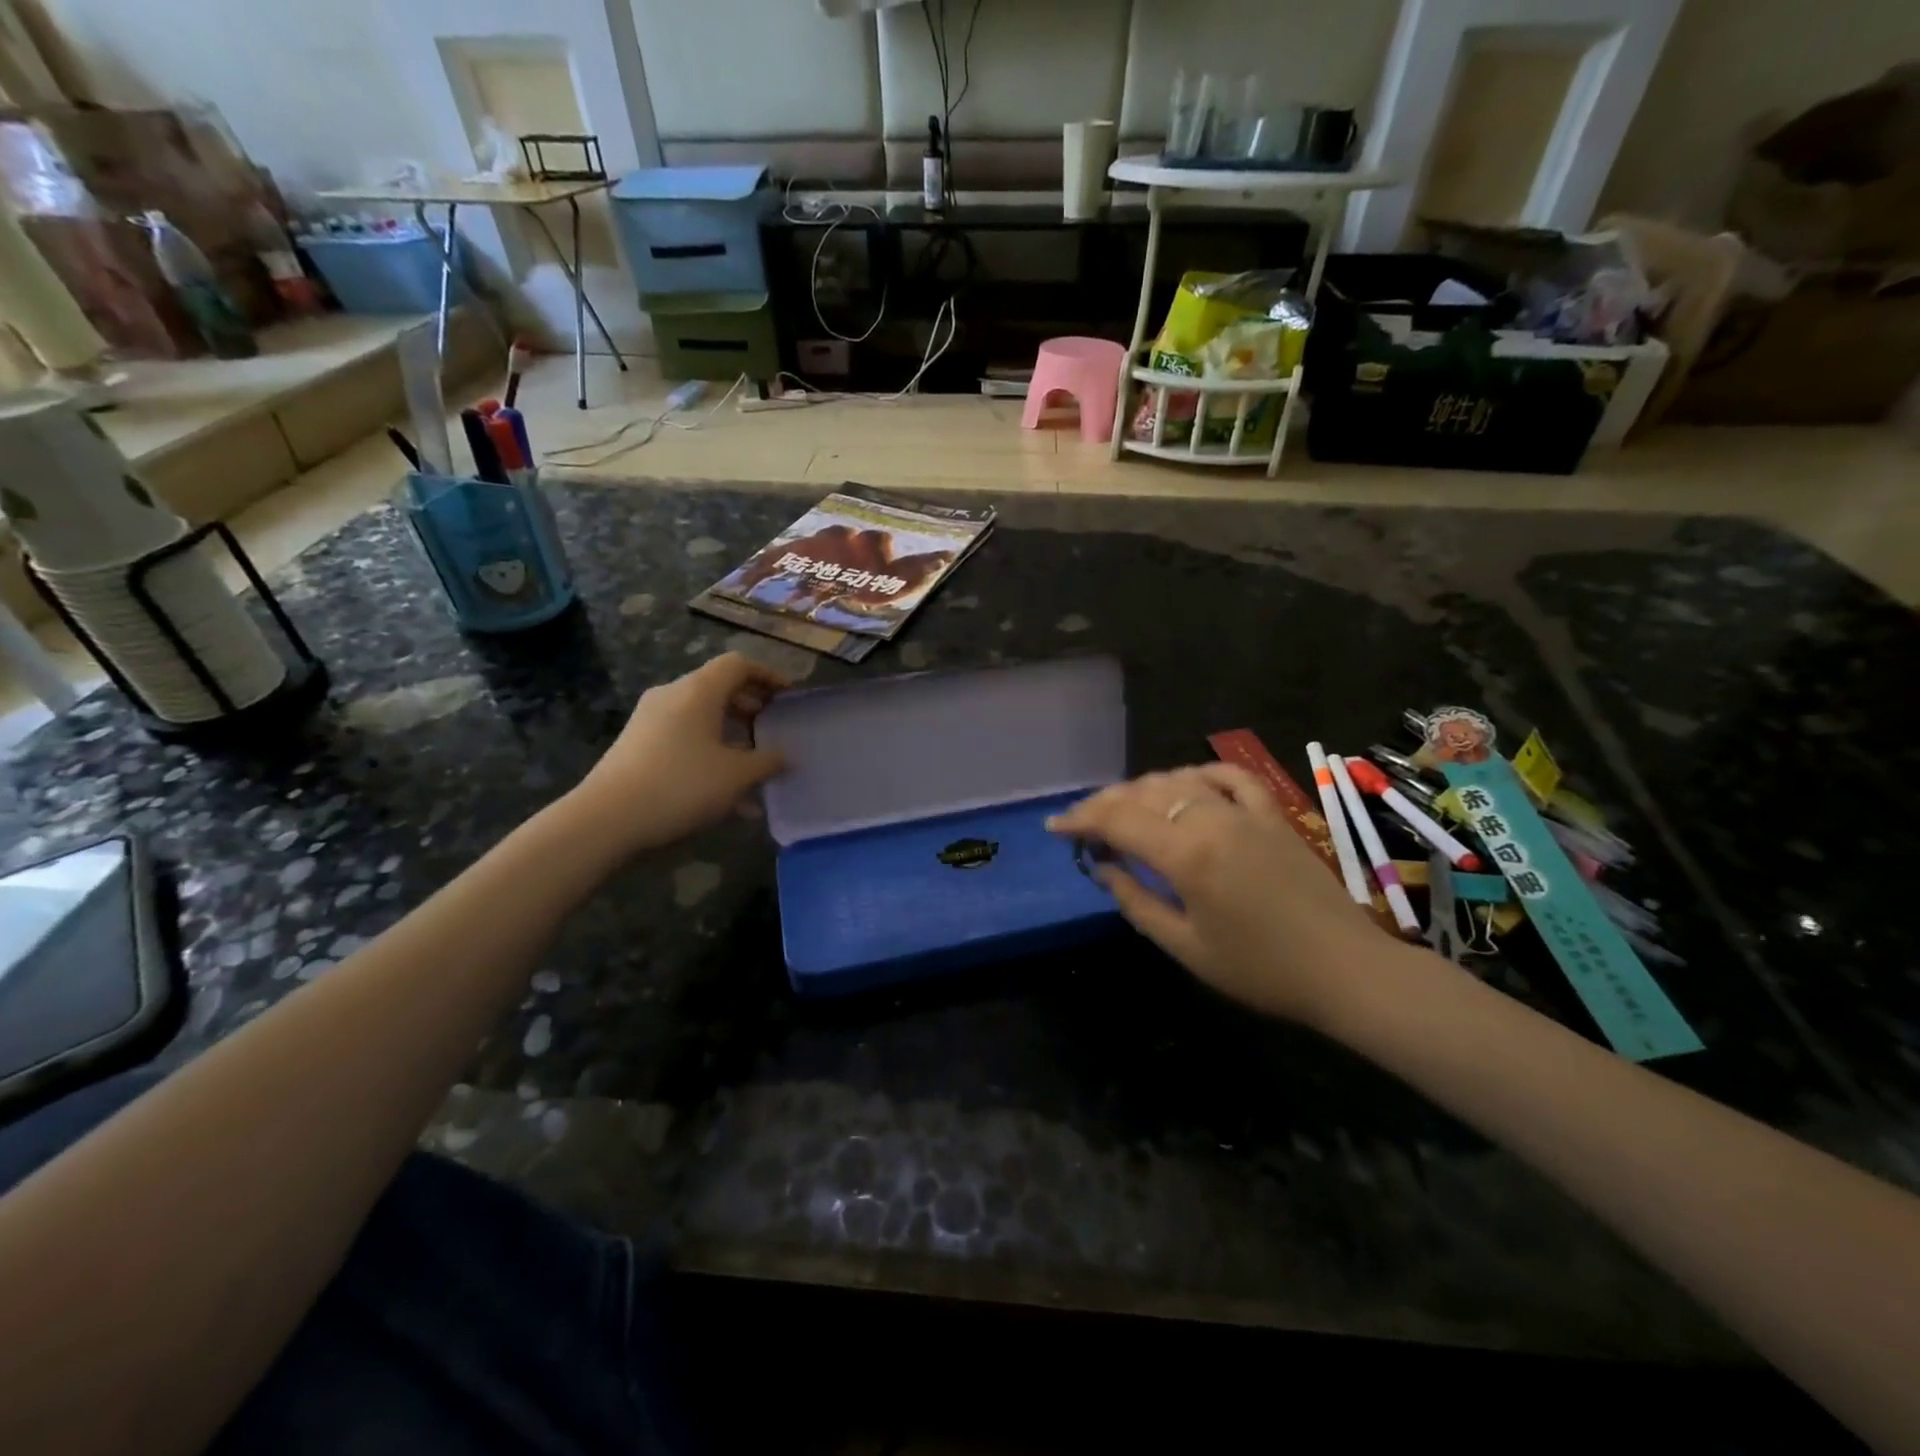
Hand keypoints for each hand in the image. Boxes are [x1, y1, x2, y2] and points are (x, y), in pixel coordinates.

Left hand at [566, 654, 788, 856]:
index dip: (768, 675)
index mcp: (699, 691)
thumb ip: (767, 762)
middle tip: (774, 728)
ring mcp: (651, 720)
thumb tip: (786, 755)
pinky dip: (710, 755)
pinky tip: (727, 796)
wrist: (606, 818)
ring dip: (732, 737)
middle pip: (719, 689)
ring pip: (702, 718)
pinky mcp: (638, 745)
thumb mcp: (736, 776)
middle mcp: (673, 696)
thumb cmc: (681, 784)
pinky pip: (685, 739)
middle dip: (751, 707)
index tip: (789, 696)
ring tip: (755, 768)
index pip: (738, 665)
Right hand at [1047, 764, 1398, 1025]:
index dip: (1081, 819)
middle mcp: (1213, 819)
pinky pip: (1231, 777)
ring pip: (1180, 779)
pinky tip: (1187, 785)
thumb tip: (1103, 868)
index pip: (1118, 819)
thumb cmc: (1261, 969)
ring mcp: (1247, 811)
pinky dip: (1201, 774)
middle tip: (1084, 823)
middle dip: (1105, 803)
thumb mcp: (1187, 947)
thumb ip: (1138, 902)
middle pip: (1144, 793)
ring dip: (1144, 789)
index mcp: (1187, 855)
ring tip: (1126, 809)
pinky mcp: (1274, 814)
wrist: (1346, 970)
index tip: (1056, 827)